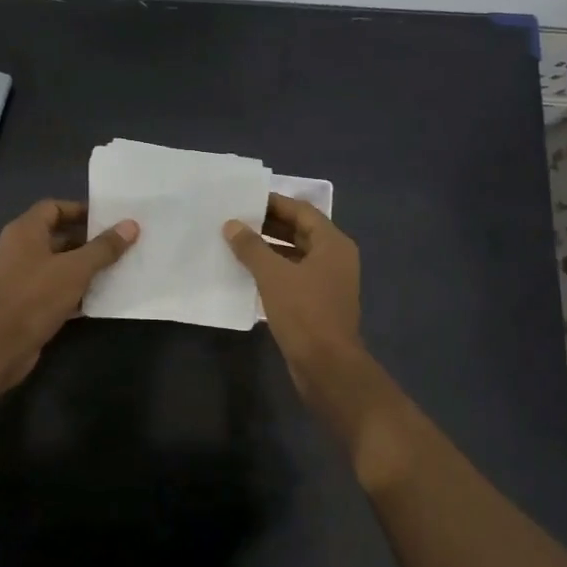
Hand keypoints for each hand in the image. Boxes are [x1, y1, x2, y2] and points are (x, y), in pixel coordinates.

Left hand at [0, 200, 138, 386]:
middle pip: (58, 236)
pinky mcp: (26, 303)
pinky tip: (101, 297)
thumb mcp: (75, 269)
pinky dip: (75, 290)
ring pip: (58, 264)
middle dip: (88, 240)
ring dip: (84, 267)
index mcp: (25, 231)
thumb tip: (130, 225)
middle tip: (120, 244)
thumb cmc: (36, 297)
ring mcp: (21, 277)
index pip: (53, 207)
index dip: (80, 210)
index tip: (109, 219)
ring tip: (117, 268)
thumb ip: (103, 247)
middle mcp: (20, 249)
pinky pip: (55, 288)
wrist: (0, 347)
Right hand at [224, 193, 365, 403]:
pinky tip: (247, 273)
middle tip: (235, 220)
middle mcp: (335, 258)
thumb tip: (231, 224)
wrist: (327, 366)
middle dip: (268, 225)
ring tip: (235, 243)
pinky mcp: (318, 303)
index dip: (274, 203)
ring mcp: (328, 282)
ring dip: (268, 249)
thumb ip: (251, 247)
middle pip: (300, 231)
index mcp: (332, 244)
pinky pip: (293, 277)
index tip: (245, 199)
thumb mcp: (273, 275)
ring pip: (295, 255)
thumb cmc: (304, 313)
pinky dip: (273, 271)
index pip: (302, 211)